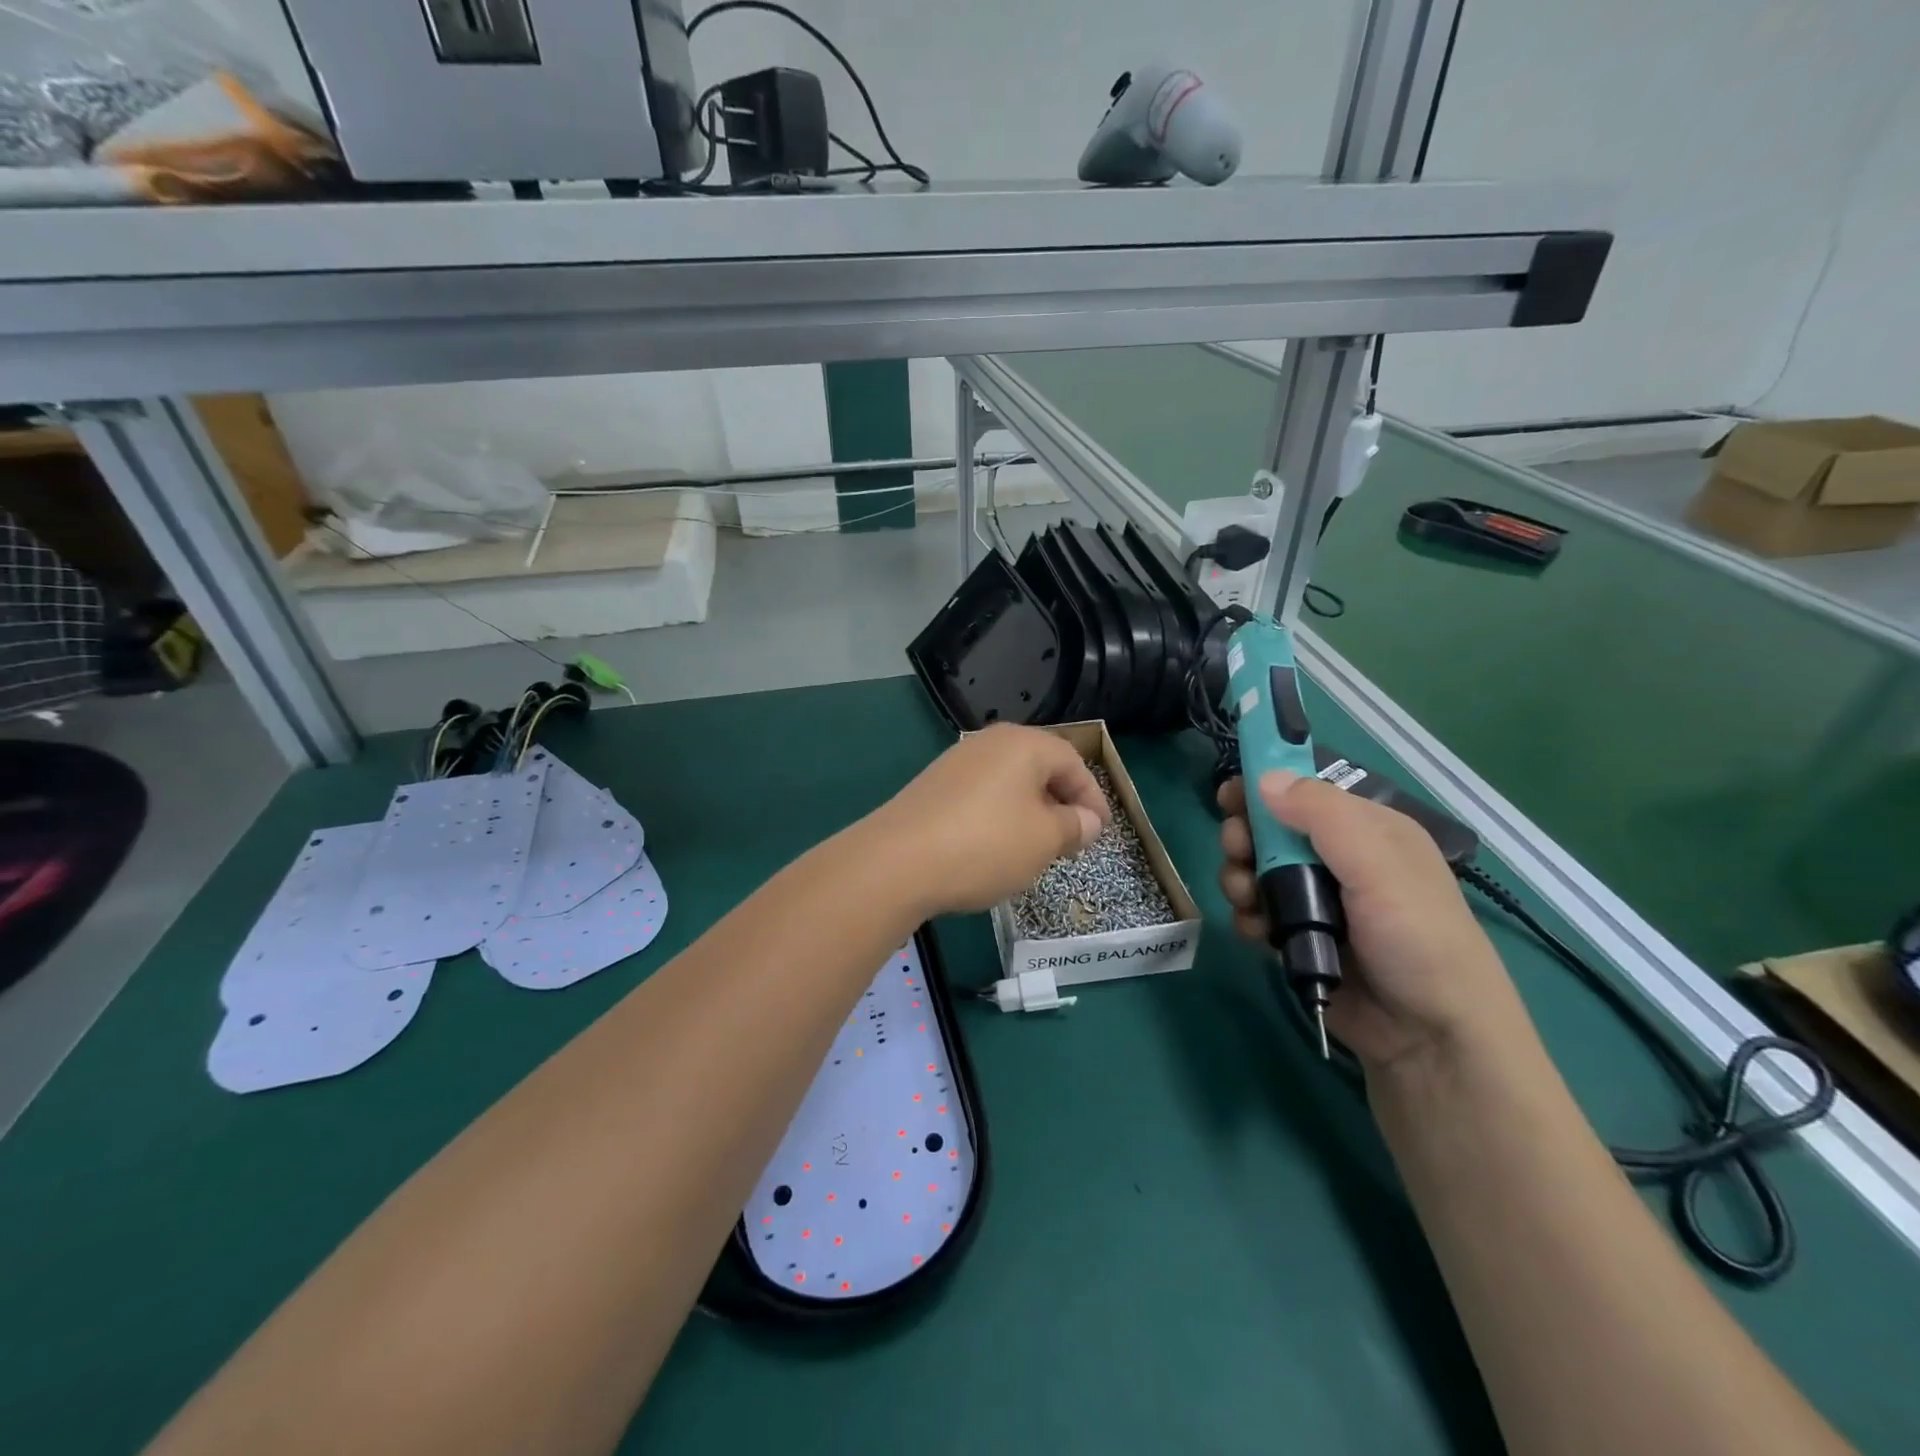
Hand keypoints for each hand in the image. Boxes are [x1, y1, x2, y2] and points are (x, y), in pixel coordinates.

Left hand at [867, 725, 1109, 917]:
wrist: (896, 862)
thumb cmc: (985, 844)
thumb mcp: (1044, 840)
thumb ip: (1073, 826)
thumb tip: (1087, 821)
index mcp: (1023, 744)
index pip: (1073, 762)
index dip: (1093, 797)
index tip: (1101, 831)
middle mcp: (988, 743)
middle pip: (1039, 767)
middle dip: (1061, 802)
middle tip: (1073, 838)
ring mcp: (955, 763)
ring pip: (1008, 783)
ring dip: (1029, 811)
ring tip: (1037, 847)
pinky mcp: (932, 787)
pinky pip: (980, 796)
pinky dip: (998, 818)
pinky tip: (994, 848)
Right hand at [1218, 771, 1524, 1072]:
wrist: (1429, 1039)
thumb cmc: (1416, 939)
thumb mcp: (1378, 865)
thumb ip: (1322, 815)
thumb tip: (1264, 778)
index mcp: (1366, 831)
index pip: (1305, 791)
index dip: (1265, 786)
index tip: (1228, 794)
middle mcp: (1339, 859)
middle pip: (1271, 829)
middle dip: (1245, 836)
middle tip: (1236, 850)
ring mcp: (1317, 901)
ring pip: (1256, 870)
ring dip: (1240, 878)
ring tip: (1246, 899)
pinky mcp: (1298, 938)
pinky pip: (1257, 912)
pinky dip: (1247, 916)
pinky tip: (1255, 932)